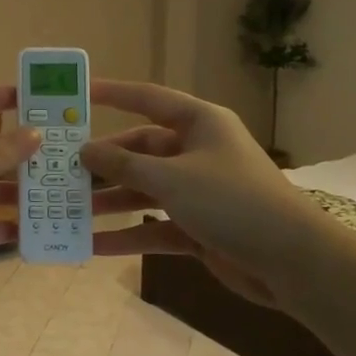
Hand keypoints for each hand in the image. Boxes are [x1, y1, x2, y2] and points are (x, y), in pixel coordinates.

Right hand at [78, 80, 303, 306]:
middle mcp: (197, 152)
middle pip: (141, 150)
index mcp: (199, 124)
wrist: (292, 261)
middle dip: (104, 163)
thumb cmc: (231, 201)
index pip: (148, 100)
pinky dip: (129, 235)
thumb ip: (124, 164)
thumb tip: (85, 150)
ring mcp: (198, 191)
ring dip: (111, 202)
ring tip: (70, 210)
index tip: (77, 96)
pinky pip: (154, 226)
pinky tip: (94, 245)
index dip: (113, 94)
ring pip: (144, 190)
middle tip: (63, 171)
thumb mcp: (171, 178)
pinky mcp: (199, 227)